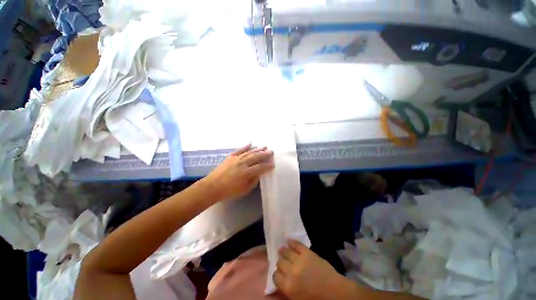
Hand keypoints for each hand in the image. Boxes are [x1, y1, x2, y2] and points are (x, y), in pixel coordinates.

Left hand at [202, 144, 273, 201]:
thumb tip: (259, 173)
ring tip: (264, 147)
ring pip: (249, 152)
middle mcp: (242, 163)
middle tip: (271, 151)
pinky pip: (239, 150)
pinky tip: (250, 143)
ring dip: (258, 149)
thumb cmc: (229, 191)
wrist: (212, 187)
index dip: (267, 166)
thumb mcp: (244, 190)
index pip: (260, 167)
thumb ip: (253, 181)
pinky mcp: (230, 157)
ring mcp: (236, 159)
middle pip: (256, 157)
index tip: (273, 164)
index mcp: (246, 172)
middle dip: (265, 154)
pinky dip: (245, 146)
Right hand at [274, 240, 345, 299]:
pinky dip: (292, 242)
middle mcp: (291, 272)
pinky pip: (297, 244)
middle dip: (280, 263)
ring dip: (283, 251)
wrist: (334, 292)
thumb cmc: (316, 299)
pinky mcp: (307, 253)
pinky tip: (288, 240)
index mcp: (288, 286)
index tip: (279, 273)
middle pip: (280, 263)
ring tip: (282, 250)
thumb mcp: (297, 299)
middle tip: (282, 263)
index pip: (275, 276)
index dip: (277, 274)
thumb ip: (286, 290)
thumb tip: (279, 283)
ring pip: (286, 252)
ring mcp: (300, 260)